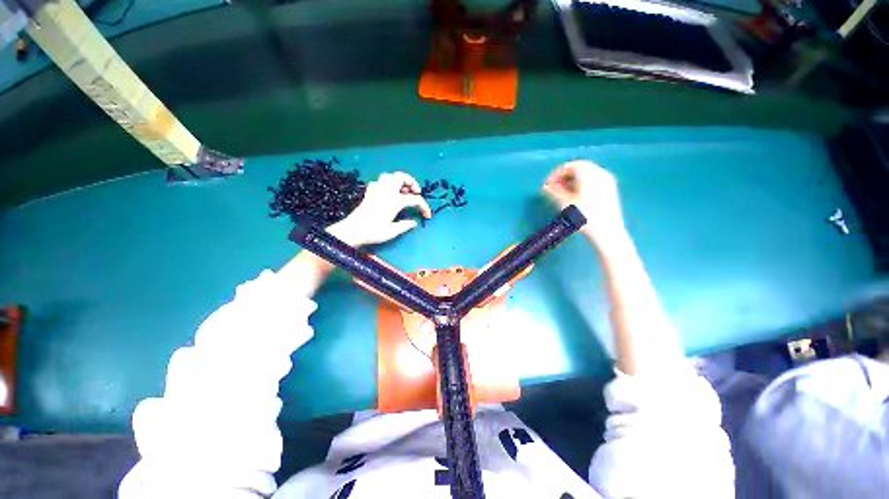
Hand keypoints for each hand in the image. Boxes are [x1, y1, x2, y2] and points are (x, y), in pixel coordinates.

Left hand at [328, 172, 431, 246]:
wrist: (353, 230)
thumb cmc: (373, 232)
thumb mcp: (392, 231)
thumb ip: (405, 226)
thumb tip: (413, 223)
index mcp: (395, 201)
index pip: (415, 199)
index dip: (424, 207)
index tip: (427, 215)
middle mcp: (386, 192)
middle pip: (401, 177)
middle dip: (411, 182)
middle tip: (416, 191)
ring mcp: (377, 190)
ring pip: (389, 176)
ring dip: (399, 180)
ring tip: (403, 190)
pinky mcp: (369, 193)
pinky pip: (378, 182)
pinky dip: (385, 184)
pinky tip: (387, 192)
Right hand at [543, 160, 626, 245]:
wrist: (607, 231)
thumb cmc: (584, 216)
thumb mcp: (564, 204)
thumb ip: (554, 192)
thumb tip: (545, 187)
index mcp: (588, 173)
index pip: (569, 166)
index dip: (556, 174)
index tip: (548, 185)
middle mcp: (600, 172)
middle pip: (579, 168)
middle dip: (565, 177)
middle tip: (554, 188)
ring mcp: (607, 180)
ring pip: (587, 174)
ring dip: (573, 181)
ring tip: (563, 193)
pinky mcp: (610, 189)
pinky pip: (594, 180)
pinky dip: (582, 184)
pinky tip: (576, 197)